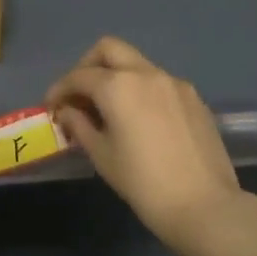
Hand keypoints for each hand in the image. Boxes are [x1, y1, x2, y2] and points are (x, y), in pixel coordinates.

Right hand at [46, 37, 251, 255]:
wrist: (204, 206)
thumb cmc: (143, 183)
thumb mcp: (102, 156)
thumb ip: (79, 125)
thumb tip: (67, 111)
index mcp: (118, 86)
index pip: (79, 76)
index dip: (60, 89)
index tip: (51, 107)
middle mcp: (146, 73)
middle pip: (109, 49)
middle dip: (87, 66)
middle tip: (79, 95)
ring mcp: (174, 83)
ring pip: (136, 64)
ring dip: (116, 77)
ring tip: (108, 111)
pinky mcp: (194, 98)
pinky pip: (158, 82)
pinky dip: (141, 90)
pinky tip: (139, 120)